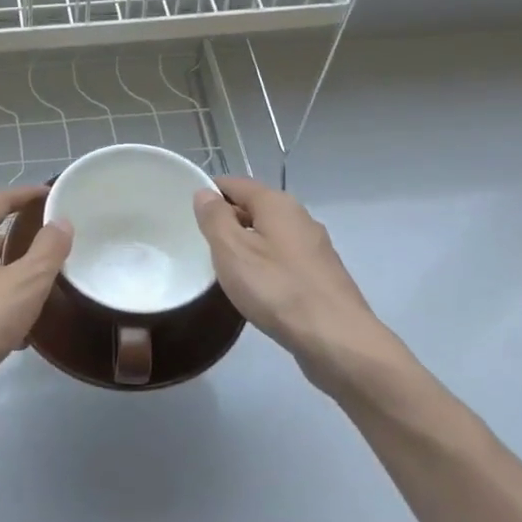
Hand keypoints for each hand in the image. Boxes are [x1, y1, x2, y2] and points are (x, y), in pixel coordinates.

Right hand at [193, 176, 401, 399]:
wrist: (335, 338)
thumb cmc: (277, 289)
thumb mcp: (232, 250)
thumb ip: (215, 218)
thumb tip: (204, 193)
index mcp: (278, 204)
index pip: (236, 184)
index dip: (210, 192)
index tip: (186, 211)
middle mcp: (300, 217)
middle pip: (255, 207)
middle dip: (227, 219)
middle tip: (199, 242)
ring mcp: (315, 247)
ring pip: (270, 234)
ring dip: (246, 244)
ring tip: (222, 267)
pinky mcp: (321, 275)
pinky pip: (284, 258)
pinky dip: (265, 264)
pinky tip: (255, 287)